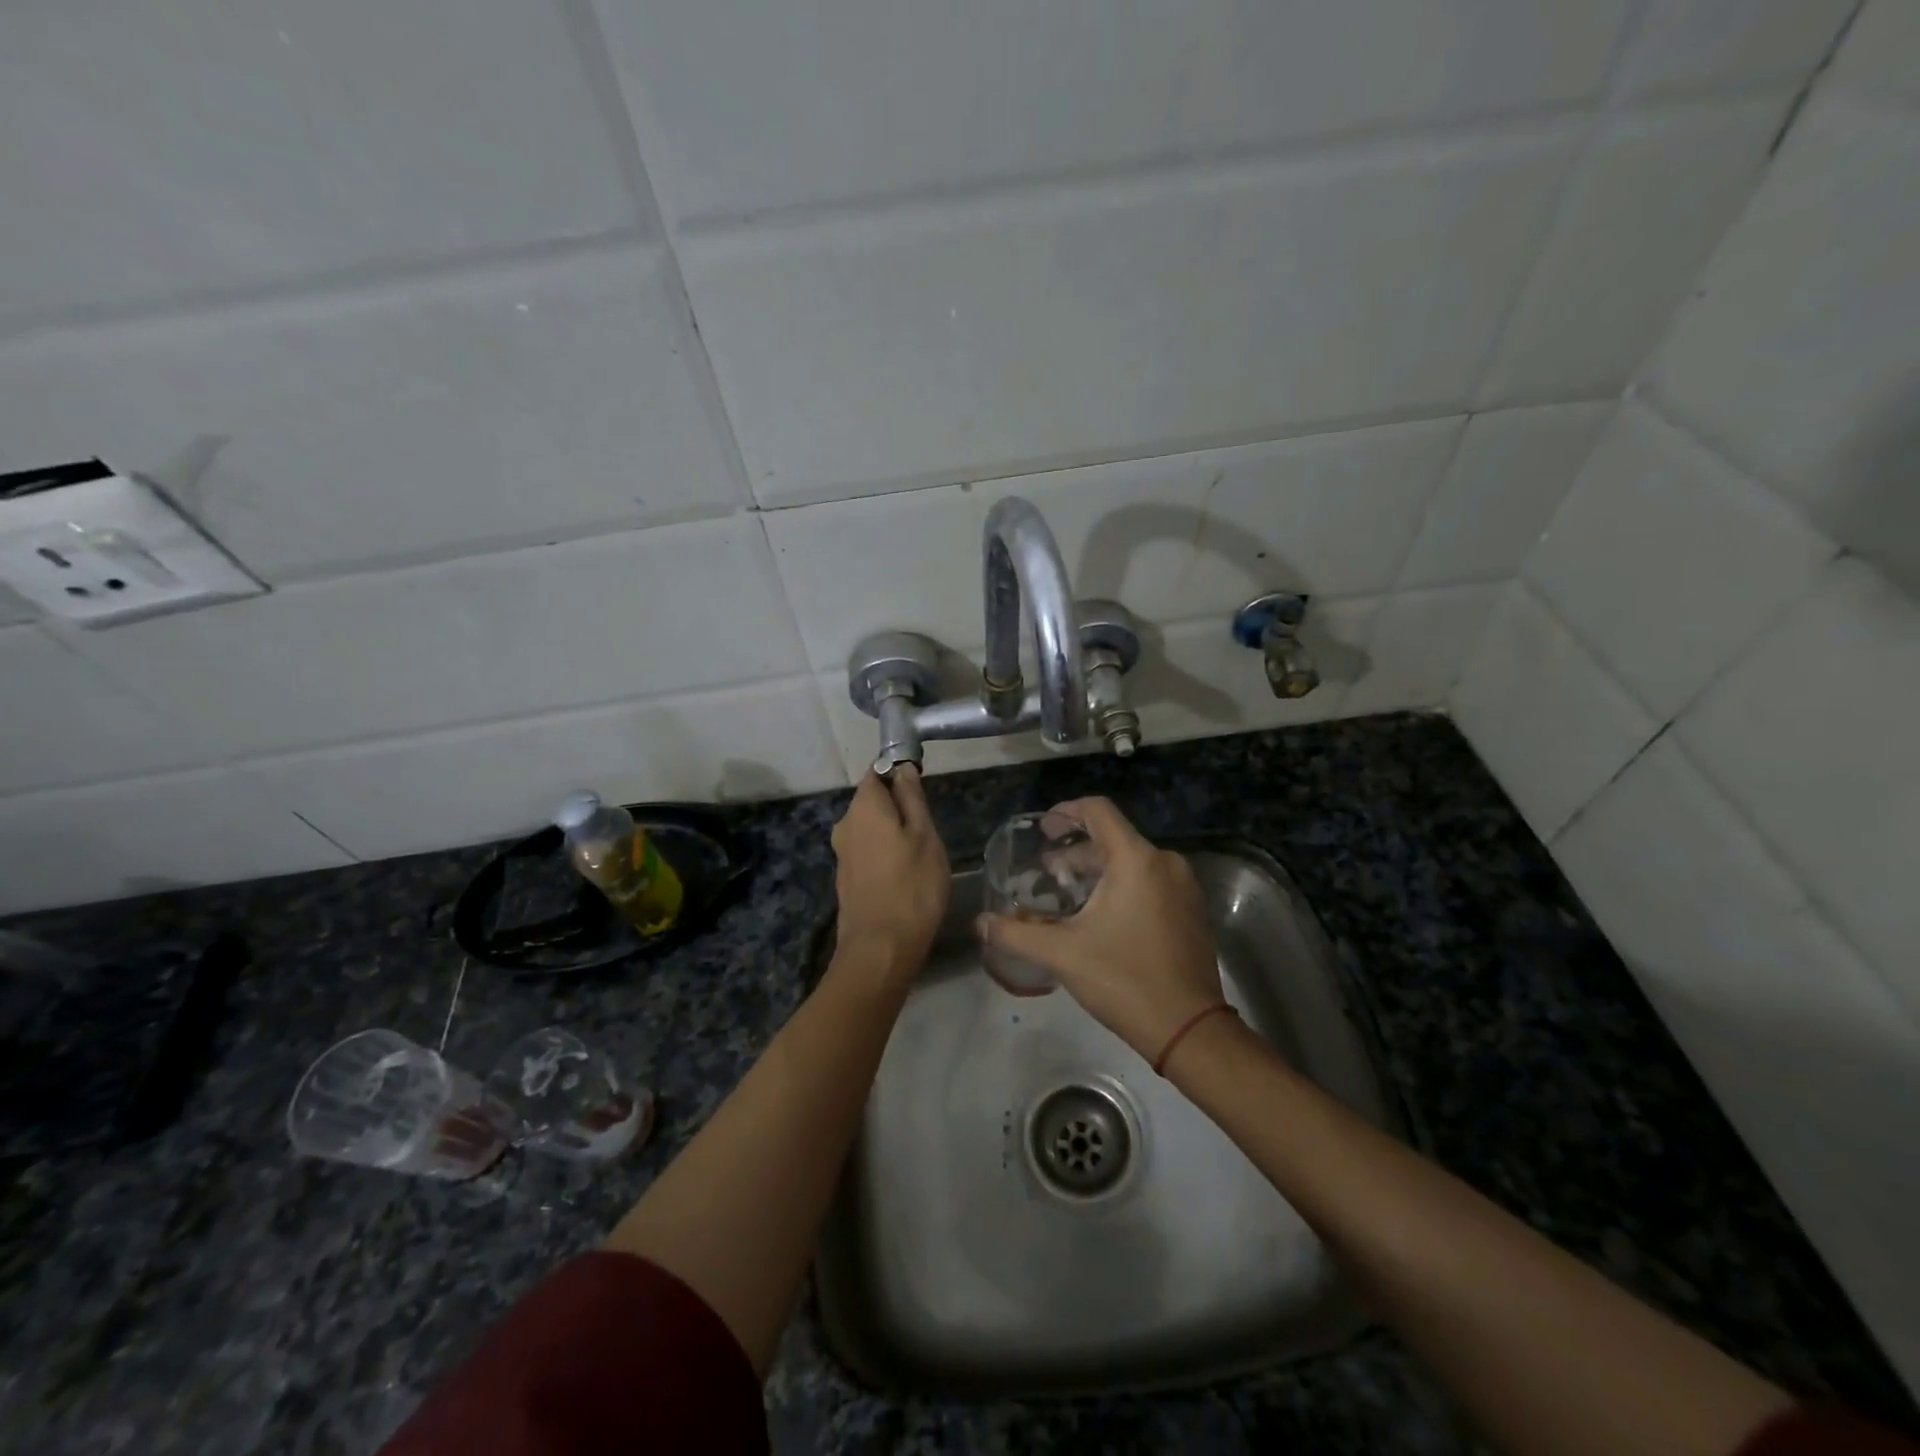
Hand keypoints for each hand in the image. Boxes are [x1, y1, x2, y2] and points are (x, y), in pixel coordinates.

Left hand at [831, 767, 949, 985]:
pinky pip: (867, 850)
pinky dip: (884, 852)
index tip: (922, 788)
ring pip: (870, 827)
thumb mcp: (924, 835)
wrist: (880, 948)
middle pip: (872, 800)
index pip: (877, 771)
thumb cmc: (912, 885)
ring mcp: (842, 852)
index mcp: (863, 806)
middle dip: (897, 805)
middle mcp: (845, 823)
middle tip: (928, 826)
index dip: (899, 773)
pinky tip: (903, 872)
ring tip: (920, 852)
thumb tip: (902, 768)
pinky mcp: (845, 877)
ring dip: (892, 831)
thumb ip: (912, 798)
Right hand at [977, 797, 1223, 1060]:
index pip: (1098, 811)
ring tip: (1068, 897)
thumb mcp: (1062, 954)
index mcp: (1136, 860)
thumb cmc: (1123, 980)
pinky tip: (1101, 916)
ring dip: (1097, 870)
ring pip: (1132, 861)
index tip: (1043, 831)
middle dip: (1076, 851)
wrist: (1189, 1029)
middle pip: (1113, 838)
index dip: (1066, 811)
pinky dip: (1122, 885)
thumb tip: (980, 924)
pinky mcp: (1191, 909)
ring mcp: (1184, 886)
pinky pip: (1150, 880)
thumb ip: (1015, 934)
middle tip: (1047, 874)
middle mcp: (1165, 862)